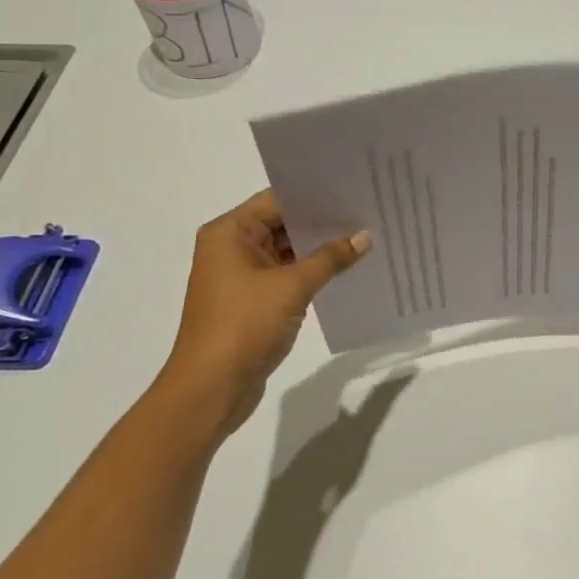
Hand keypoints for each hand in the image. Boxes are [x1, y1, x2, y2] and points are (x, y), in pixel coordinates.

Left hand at [157, 190, 371, 434]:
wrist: (211, 388)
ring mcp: (240, 276)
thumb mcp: (293, 287)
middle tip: (367, 213)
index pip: (278, 200)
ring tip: (364, 239)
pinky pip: (286, 275)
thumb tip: (364, 236)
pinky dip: (311, 272)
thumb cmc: (244, 325)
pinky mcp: (251, 300)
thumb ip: (330, 258)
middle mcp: (231, 247)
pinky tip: (345, 270)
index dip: (315, 196)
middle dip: (322, 223)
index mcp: (229, 233)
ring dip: (319, 250)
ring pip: (287, 251)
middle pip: (282, 223)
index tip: (353, 190)